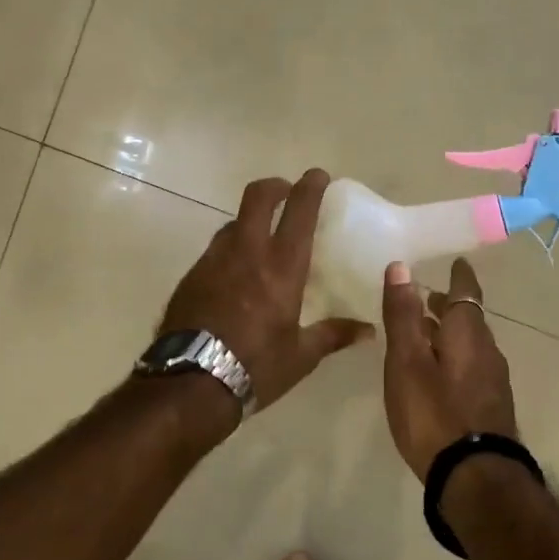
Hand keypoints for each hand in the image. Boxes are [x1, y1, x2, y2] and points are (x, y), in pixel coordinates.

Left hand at [159, 169, 370, 416]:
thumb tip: (367, 330)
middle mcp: (247, 252)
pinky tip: (235, 274)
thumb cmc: (256, 366)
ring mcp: (214, 260)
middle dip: (275, 186)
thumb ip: (334, 335)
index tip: (318, 176)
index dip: (310, 186)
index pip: (299, 210)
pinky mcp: (192, 275)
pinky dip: (230, 249)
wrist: (190, 383)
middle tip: (286, 191)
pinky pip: (215, 250)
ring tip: (261, 238)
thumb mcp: (301, 355)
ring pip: (233, 222)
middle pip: (258, 196)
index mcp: (281, 266)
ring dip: (250, 220)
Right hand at [379, 257, 519, 480]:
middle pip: (469, 319)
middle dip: (449, 306)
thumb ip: (403, 315)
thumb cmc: (434, 412)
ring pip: (471, 345)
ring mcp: (493, 381)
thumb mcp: (407, 361)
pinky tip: (439, 374)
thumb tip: (400, 266)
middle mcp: (487, 351)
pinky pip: (472, 368)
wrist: (475, 478)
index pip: (466, 292)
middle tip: (428, 297)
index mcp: (467, 333)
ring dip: (450, 334)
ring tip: (426, 335)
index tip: (456, 262)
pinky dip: (455, 358)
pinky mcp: (491, 407)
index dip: (459, 275)